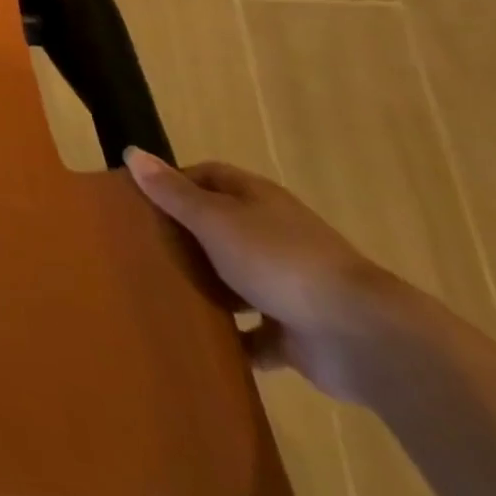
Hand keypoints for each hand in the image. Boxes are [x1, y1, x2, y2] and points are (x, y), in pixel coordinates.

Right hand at [125, 148, 406, 401]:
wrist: (364, 337)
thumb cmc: (279, 261)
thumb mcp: (214, 220)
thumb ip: (172, 192)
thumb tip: (131, 152)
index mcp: (257, 200)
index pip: (208, 176)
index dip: (174, 183)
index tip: (140, 201)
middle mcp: (273, 234)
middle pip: (220, 226)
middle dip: (185, 237)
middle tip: (142, 248)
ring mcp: (288, 284)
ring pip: (236, 278)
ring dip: (207, 287)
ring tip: (163, 293)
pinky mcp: (297, 332)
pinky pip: (256, 333)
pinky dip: (234, 339)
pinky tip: (203, 343)